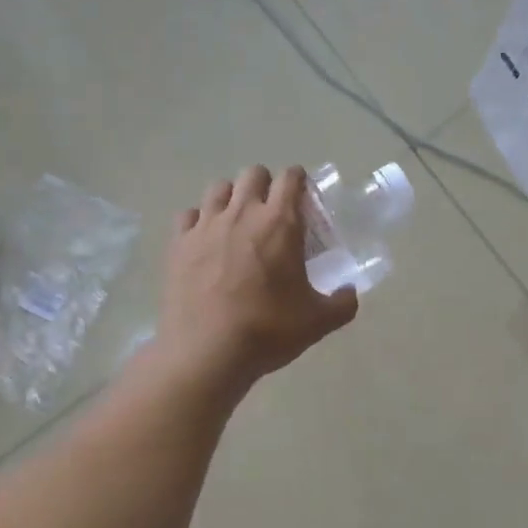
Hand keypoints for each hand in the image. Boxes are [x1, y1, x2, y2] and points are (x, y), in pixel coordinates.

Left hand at [152, 166, 358, 391]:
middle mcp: (242, 213)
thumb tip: (349, 293)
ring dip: (233, 198)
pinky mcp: (178, 244)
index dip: (300, 182)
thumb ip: (342, 303)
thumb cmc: (267, 331)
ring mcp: (205, 226)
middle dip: (266, 185)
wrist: (207, 353)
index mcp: (280, 223)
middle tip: (273, 214)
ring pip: (219, 188)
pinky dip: (199, 220)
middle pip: (253, 174)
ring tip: (238, 223)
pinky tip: (206, 241)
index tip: (304, 199)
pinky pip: (189, 215)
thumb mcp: (318, 322)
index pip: (291, 178)